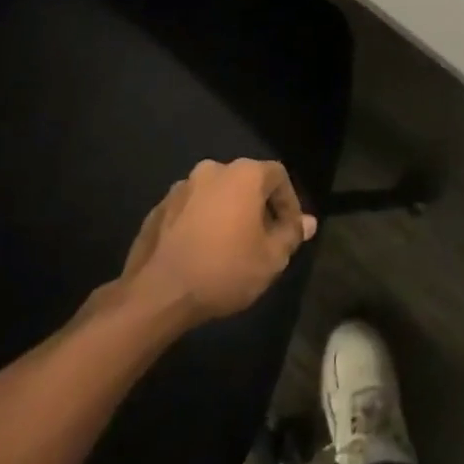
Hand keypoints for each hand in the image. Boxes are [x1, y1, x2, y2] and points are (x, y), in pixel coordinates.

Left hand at [109, 159, 317, 325]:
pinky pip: (191, 210)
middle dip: (258, 208)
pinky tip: (202, 253)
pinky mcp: (158, 208)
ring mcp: (181, 187)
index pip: (278, 176)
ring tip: (231, 248)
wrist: (157, 293)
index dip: (289, 203)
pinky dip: (202, 224)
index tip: (290, 231)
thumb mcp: (271, 259)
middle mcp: (212, 170)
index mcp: (243, 174)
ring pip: (216, 196)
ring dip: (228, 214)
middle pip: (246, 183)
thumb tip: (307, 222)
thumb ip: (291, 235)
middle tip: (263, 240)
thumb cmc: (224, 270)